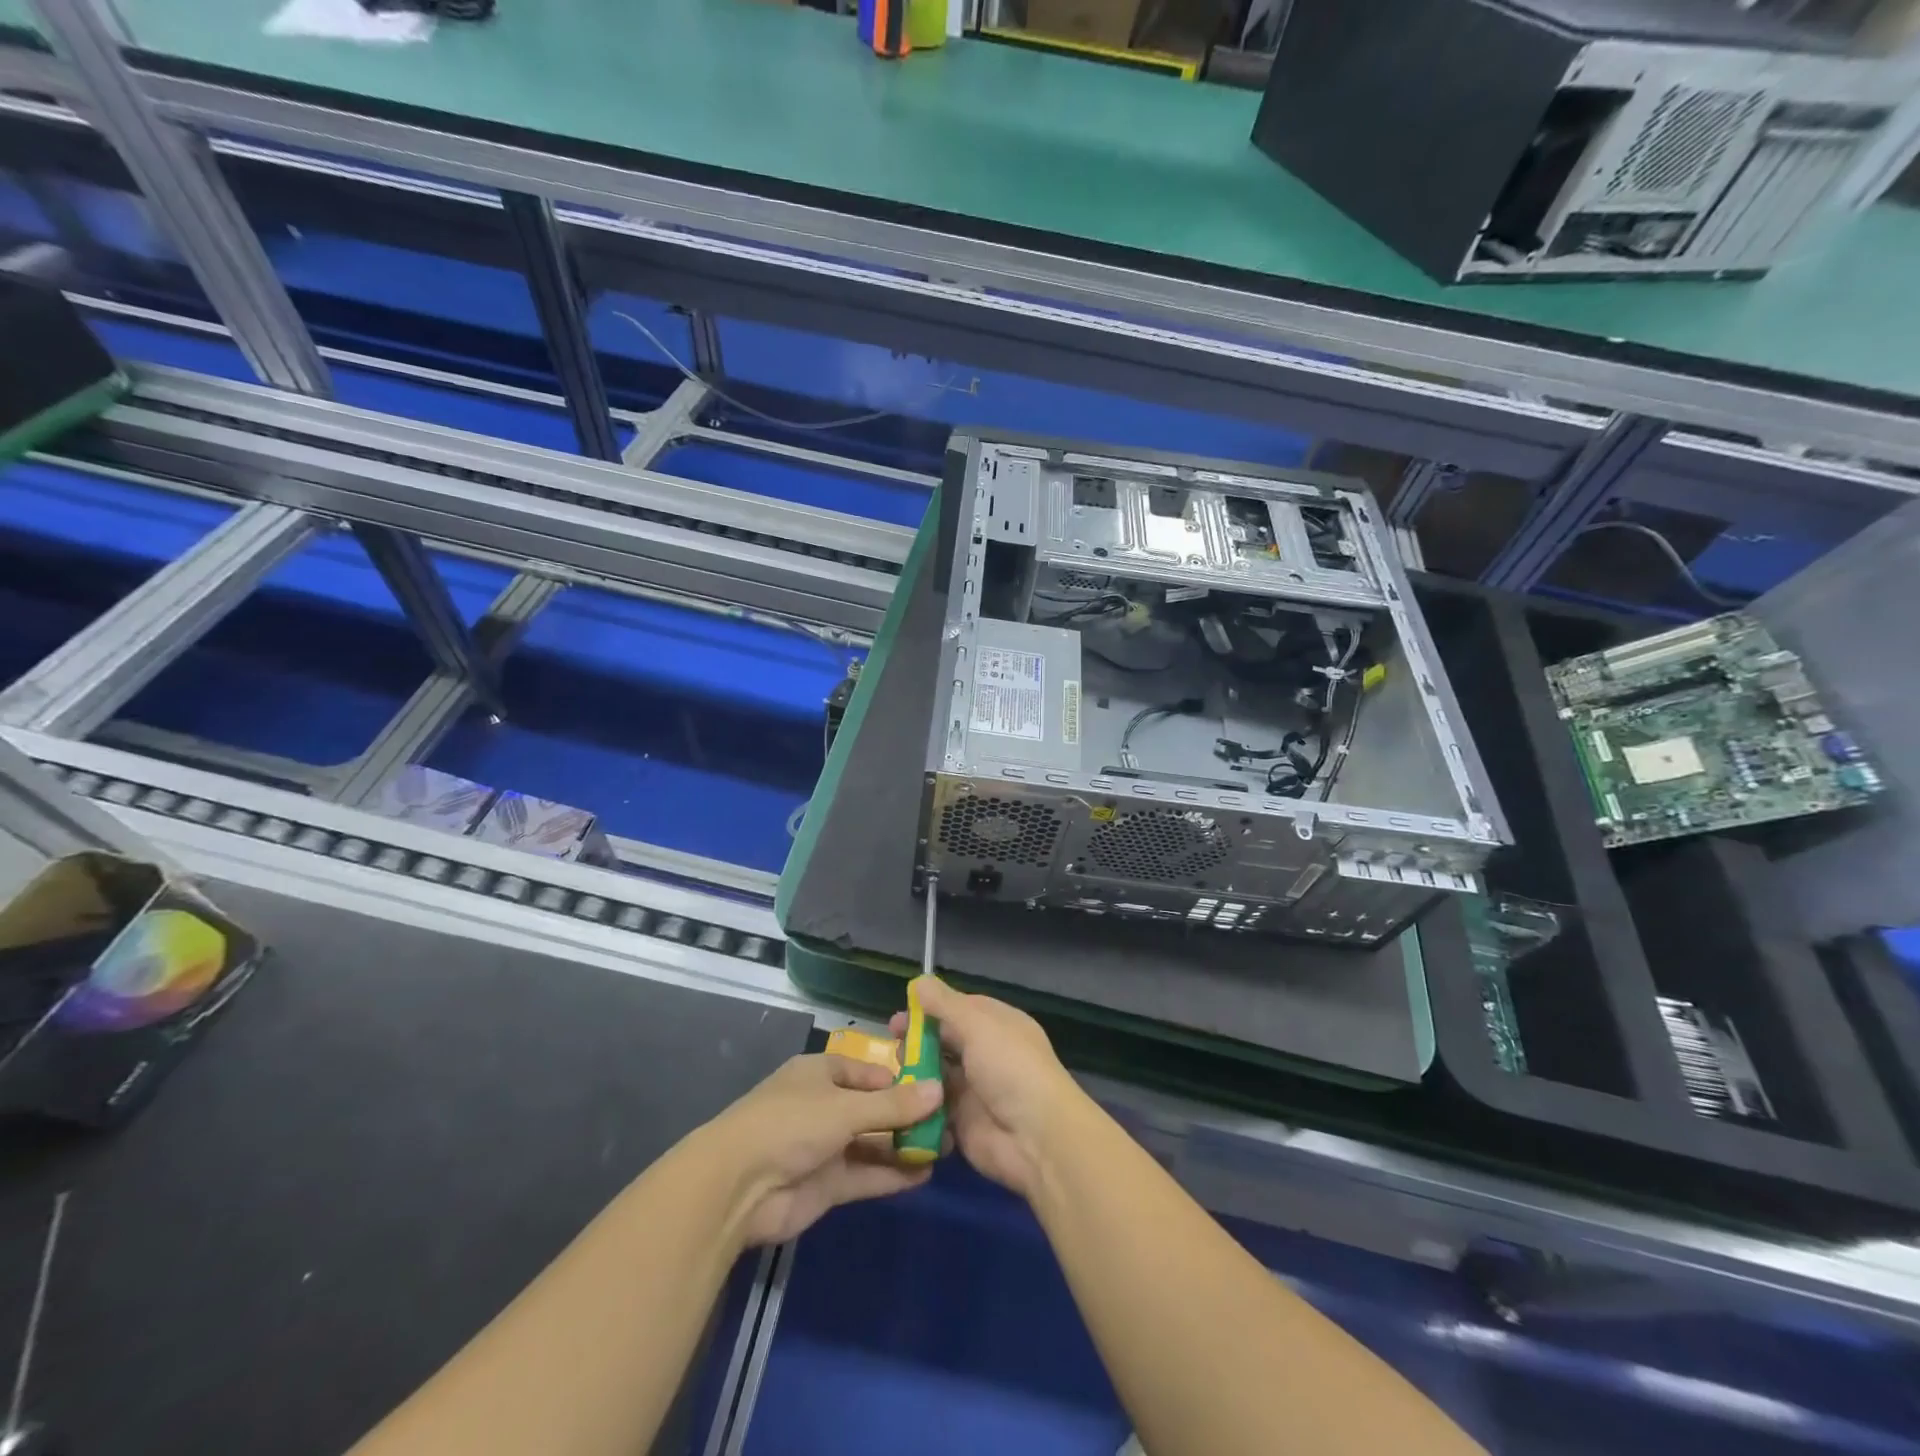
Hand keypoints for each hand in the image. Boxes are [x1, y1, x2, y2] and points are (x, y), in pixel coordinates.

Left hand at [698, 1054, 943, 1247]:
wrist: (737, 1188)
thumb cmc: (790, 1124)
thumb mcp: (845, 1107)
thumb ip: (893, 1105)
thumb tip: (939, 1090)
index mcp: (821, 1074)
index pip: (868, 1071)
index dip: (900, 1078)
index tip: (937, 1085)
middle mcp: (824, 1106)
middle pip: (873, 1108)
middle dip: (908, 1115)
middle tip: (951, 1120)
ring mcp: (825, 1147)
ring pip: (872, 1143)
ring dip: (904, 1145)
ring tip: (947, 1147)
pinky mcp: (826, 1185)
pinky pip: (866, 1175)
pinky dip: (892, 1174)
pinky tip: (925, 1174)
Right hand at [889, 977, 1086, 1199]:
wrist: (1036, 1138)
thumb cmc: (1010, 1068)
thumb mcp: (978, 1025)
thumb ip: (945, 1005)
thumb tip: (919, 981)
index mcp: (997, 1025)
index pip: (959, 1009)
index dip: (929, 1009)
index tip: (901, 1014)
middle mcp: (986, 1053)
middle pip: (945, 1041)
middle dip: (917, 1040)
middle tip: (891, 1043)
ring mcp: (973, 1089)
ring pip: (936, 1074)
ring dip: (915, 1072)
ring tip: (891, 1073)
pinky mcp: (961, 1123)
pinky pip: (933, 1108)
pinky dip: (918, 1104)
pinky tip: (897, 1100)